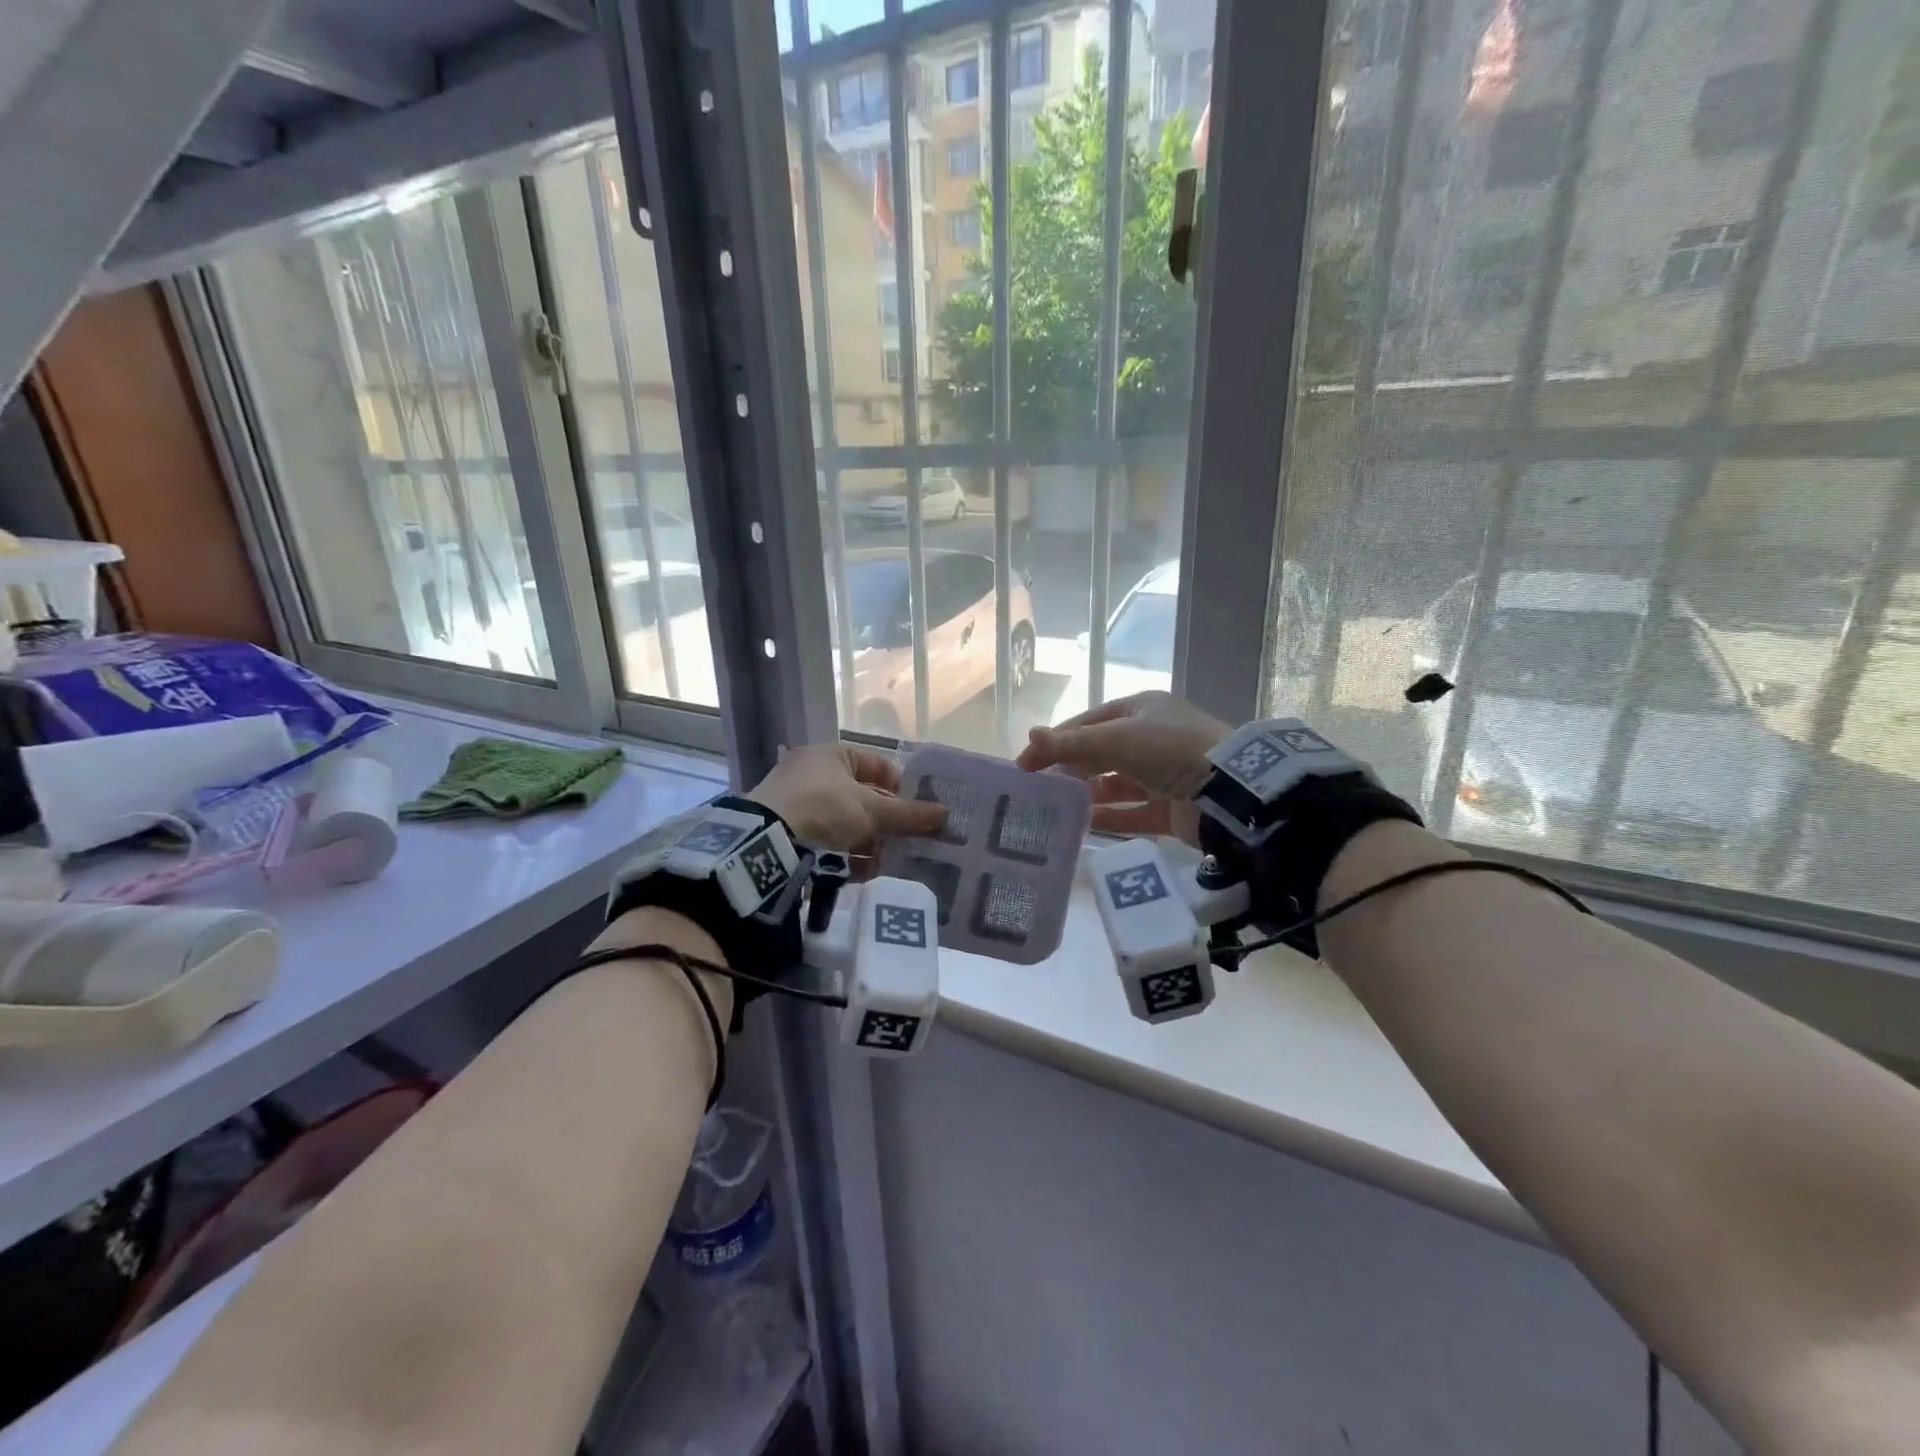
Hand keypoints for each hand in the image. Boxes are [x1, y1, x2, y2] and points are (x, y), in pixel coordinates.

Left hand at [748, 743, 945, 853]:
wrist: (765, 841)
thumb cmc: (823, 808)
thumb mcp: (871, 810)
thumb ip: (908, 814)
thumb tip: (946, 814)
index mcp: (831, 755)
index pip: (876, 765)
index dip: (899, 787)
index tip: (916, 811)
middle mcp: (813, 773)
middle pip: (862, 798)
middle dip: (884, 823)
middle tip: (905, 842)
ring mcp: (797, 802)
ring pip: (845, 823)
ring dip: (867, 843)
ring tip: (883, 863)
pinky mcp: (786, 832)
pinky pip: (826, 841)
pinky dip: (844, 856)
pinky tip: (860, 873)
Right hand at [1016, 692, 1230, 845]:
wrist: (1228, 790)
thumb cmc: (1169, 750)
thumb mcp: (1116, 738)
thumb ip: (1071, 742)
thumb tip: (1030, 735)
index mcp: (1141, 710)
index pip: (1087, 722)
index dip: (1054, 740)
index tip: (1024, 763)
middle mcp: (1151, 739)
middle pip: (1099, 753)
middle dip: (1068, 768)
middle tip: (1036, 788)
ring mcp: (1162, 775)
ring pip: (1114, 784)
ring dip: (1086, 794)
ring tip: (1054, 808)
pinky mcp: (1170, 808)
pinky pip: (1131, 813)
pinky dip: (1107, 817)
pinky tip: (1080, 825)